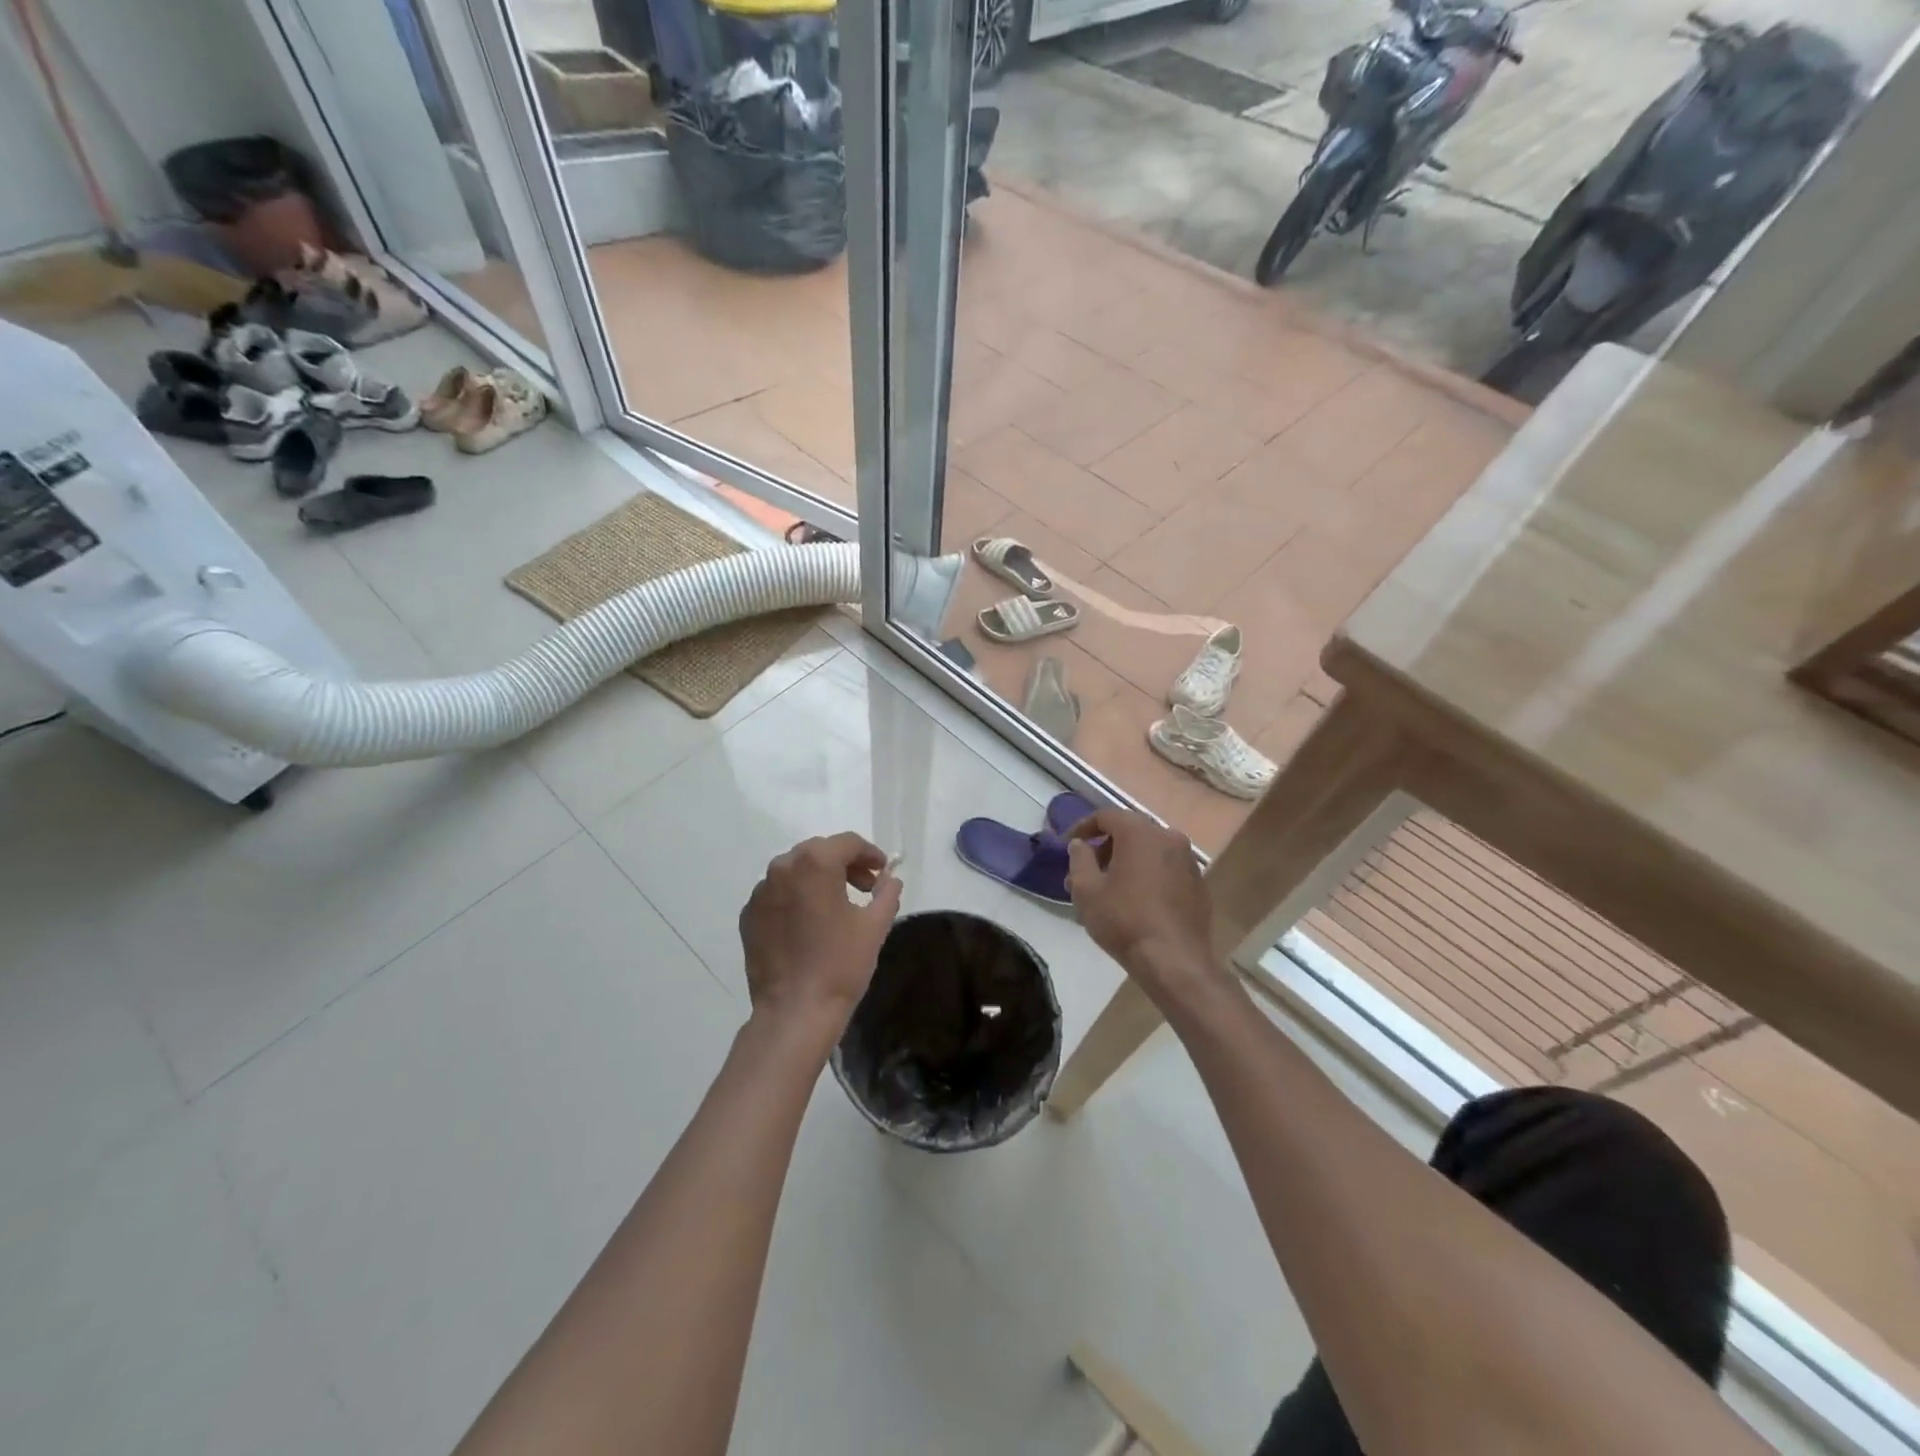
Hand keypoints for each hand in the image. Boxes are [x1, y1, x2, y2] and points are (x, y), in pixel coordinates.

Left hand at [739, 833, 902, 1031]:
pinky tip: (810, 924)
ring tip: (838, 905)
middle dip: (845, 864)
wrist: (795, 1011)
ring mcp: (760, 893)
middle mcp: (782, 868)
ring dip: (818, 879)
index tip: (883, 871)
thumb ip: (887, 893)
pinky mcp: (749, 916)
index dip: (869, 853)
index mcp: (814, 864)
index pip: (847, 843)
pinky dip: (796, 898)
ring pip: (795, 872)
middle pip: (818, 852)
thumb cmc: (841, 964)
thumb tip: (890, 879)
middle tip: (865, 887)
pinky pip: (777, 894)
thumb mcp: (875, 925)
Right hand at [1065, 809, 1226, 1008]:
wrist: (1175, 961)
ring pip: (1149, 850)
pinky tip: (1136, 900)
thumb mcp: (1087, 890)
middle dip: (1104, 848)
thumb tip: (1079, 844)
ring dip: (1126, 862)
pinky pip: (1166, 868)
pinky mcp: (1198, 883)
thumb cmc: (1124, 921)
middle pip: (1129, 832)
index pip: (1106, 816)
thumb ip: (1079, 859)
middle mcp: (1168, 837)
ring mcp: (1188, 860)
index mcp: (1140, 833)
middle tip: (1085, 873)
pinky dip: (1147, 874)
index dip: (1083, 827)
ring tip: (1108, 890)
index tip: (1068, 846)